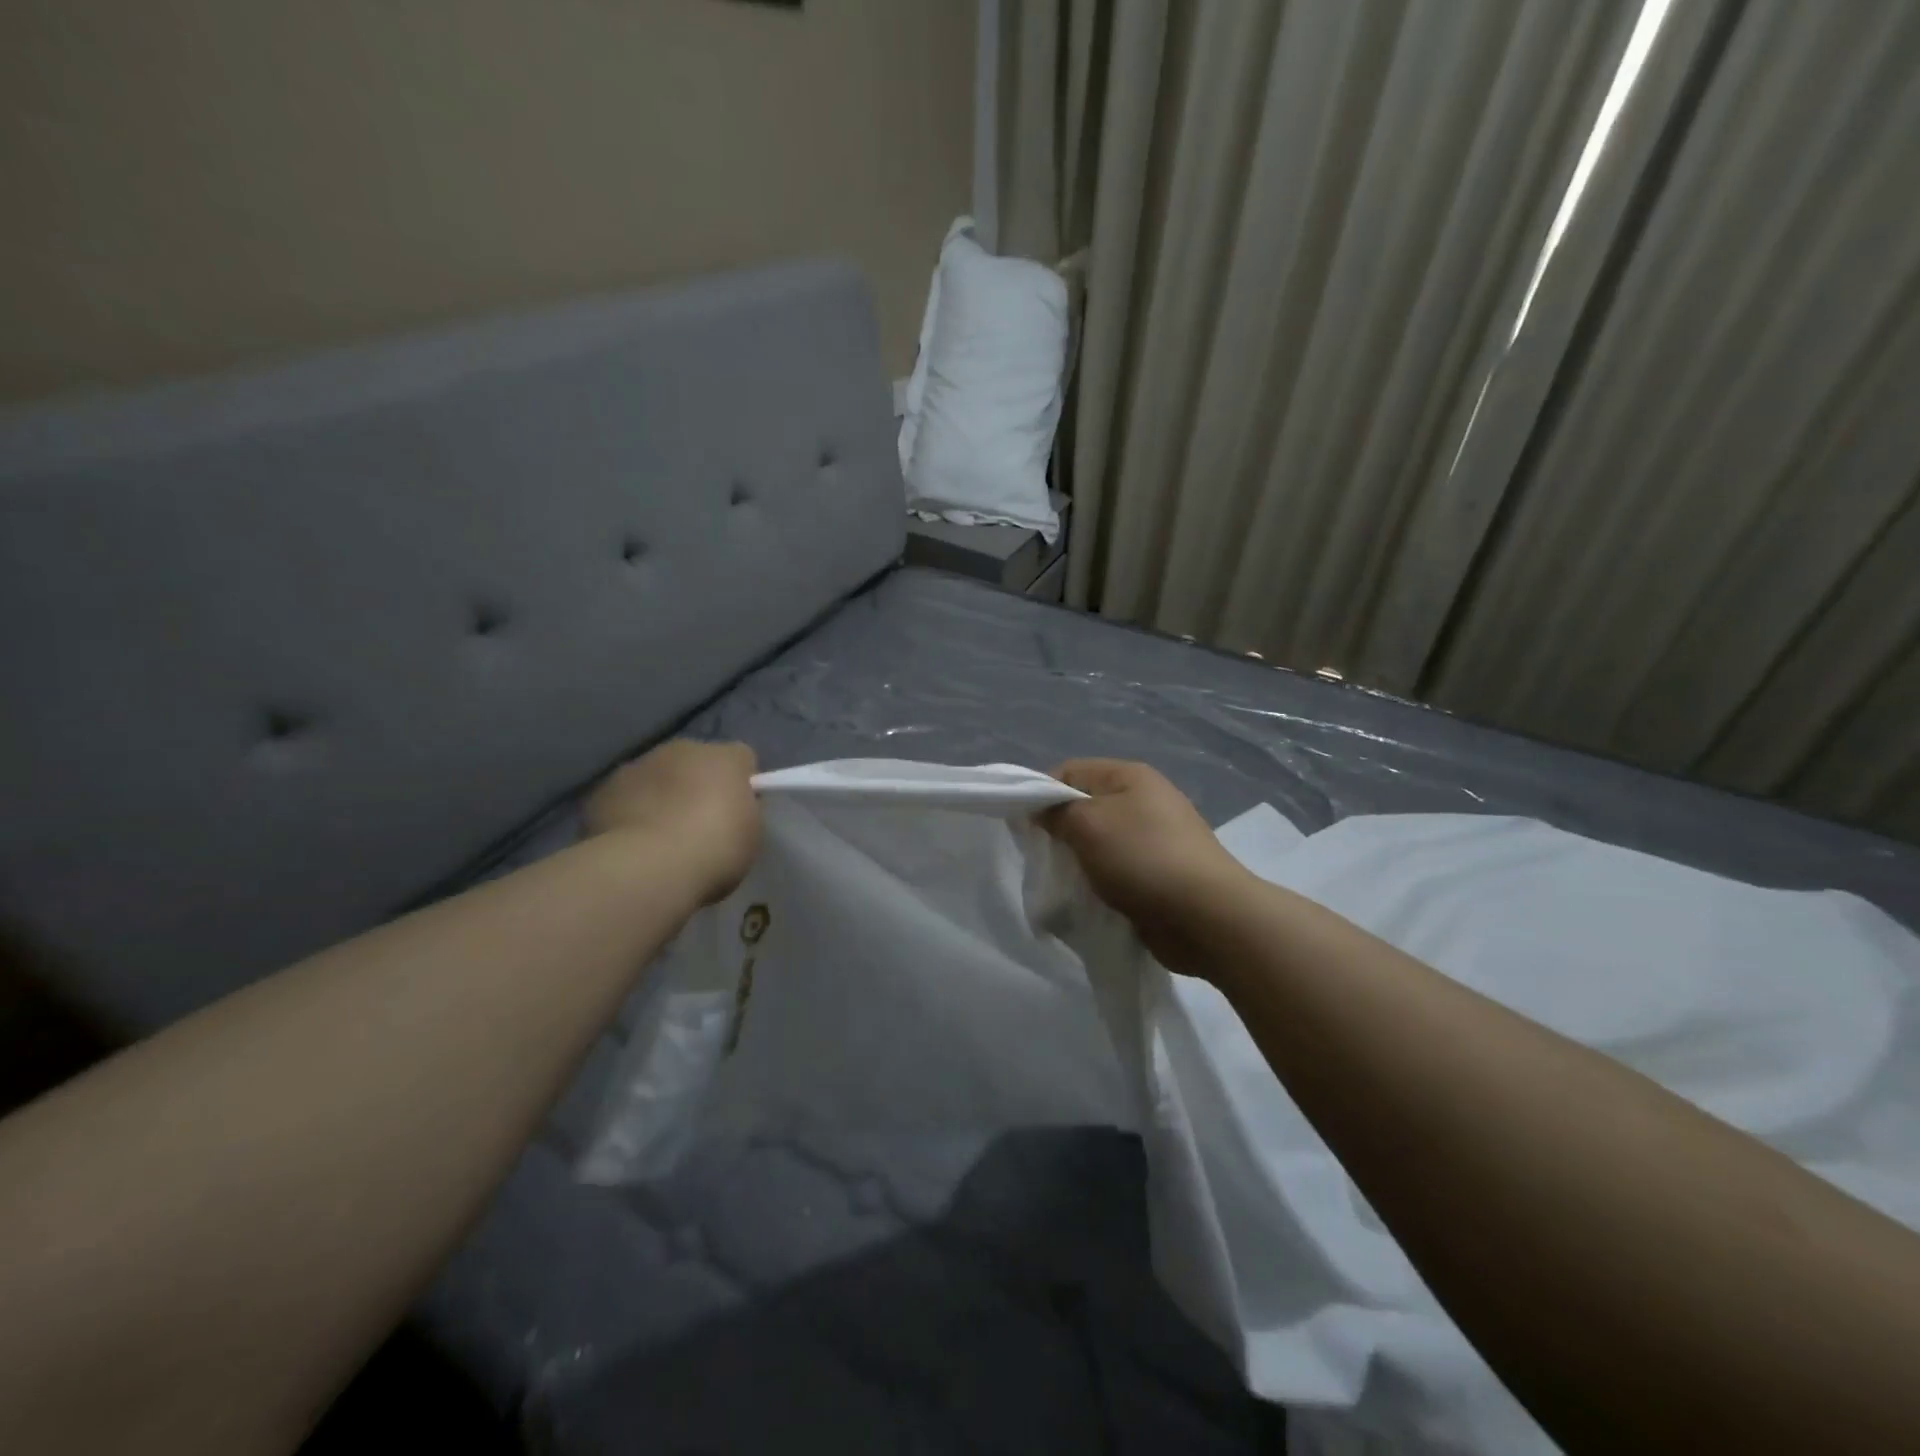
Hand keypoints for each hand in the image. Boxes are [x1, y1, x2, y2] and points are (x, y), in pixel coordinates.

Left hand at [586, 740, 760, 902]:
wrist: (649, 867)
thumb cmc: (714, 848)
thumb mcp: (750, 833)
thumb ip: (741, 811)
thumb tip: (729, 808)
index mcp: (724, 757)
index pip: (740, 759)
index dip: (741, 784)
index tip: (737, 814)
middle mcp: (681, 750)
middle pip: (694, 762)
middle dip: (696, 786)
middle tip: (698, 826)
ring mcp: (637, 767)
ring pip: (655, 777)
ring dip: (660, 797)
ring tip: (660, 839)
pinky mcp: (602, 792)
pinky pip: (623, 799)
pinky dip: (628, 814)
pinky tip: (632, 845)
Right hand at [1043, 759, 1257, 977]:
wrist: (1206, 916)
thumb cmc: (1142, 858)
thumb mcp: (1088, 824)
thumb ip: (1056, 811)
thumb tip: (1040, 809)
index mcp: (1129, 776)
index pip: (1069, 771)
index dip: (1041, 794)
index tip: (1023, 827)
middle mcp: (1144, 800)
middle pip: (1084, 807)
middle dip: (1059, 831)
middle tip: (1043, 858)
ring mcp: (1155, 838)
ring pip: (1099, 842)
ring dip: (1079, 862)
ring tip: (1065, 883)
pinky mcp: (1160, 873)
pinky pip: (1117, 870)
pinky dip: (1100, 882)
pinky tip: (1091, 899)